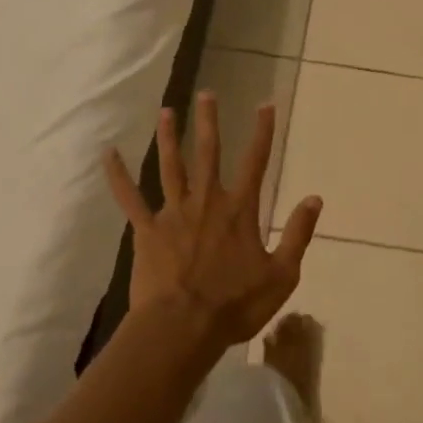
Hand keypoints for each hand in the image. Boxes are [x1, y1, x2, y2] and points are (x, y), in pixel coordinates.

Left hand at [104, 92, 321, 356]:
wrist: (183, 329)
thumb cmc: (235, 305)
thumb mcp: (282, 275)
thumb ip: (299, 234)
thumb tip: (315, 198)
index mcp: (240, 210)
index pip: (255, 162)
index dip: (262, 132)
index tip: (265, 104)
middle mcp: (207, 201)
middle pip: (208, 153)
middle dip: (208, 121)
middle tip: (207, 94)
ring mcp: (173, 213)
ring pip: (171, 166)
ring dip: (168, 137)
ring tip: (166, 111)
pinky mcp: (146, 231)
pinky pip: (129, 198)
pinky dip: (118, 176)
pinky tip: (108, 154)